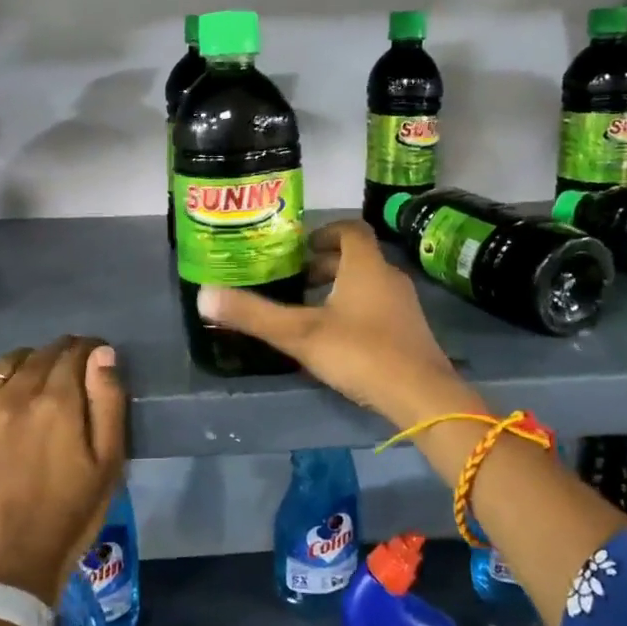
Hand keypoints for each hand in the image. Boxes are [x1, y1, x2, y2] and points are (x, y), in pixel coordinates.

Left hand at [0, 336, 127, 604]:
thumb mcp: (108, 462)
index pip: (74, 352)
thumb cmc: (70, 513)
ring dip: (22, 366)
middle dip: (60, 357)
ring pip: (1, 363)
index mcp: (56, 403)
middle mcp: (13, 395)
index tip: (95, 362)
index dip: (89, 351)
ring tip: (30, 387)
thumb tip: (102, 353)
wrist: (9, 563)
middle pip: (40, 354)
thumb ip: (108, 402)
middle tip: (68, 378)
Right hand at [198, 220, 479, 429]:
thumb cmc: (360, 352)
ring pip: (369, 284)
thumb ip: (253, 315)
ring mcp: (405, 305)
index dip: (325, 232)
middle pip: (357, 258)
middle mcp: (389, 277)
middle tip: (296, 281)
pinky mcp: (411, 332)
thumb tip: (203, 294)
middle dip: (326, 265)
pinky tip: (338, 339)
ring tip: (310, 310)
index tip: (300, 248)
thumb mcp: (300, 334)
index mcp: (366, 266)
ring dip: (341, 289)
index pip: (350, 229)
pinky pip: (380, 308)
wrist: (422, 396)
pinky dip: (357, 311)